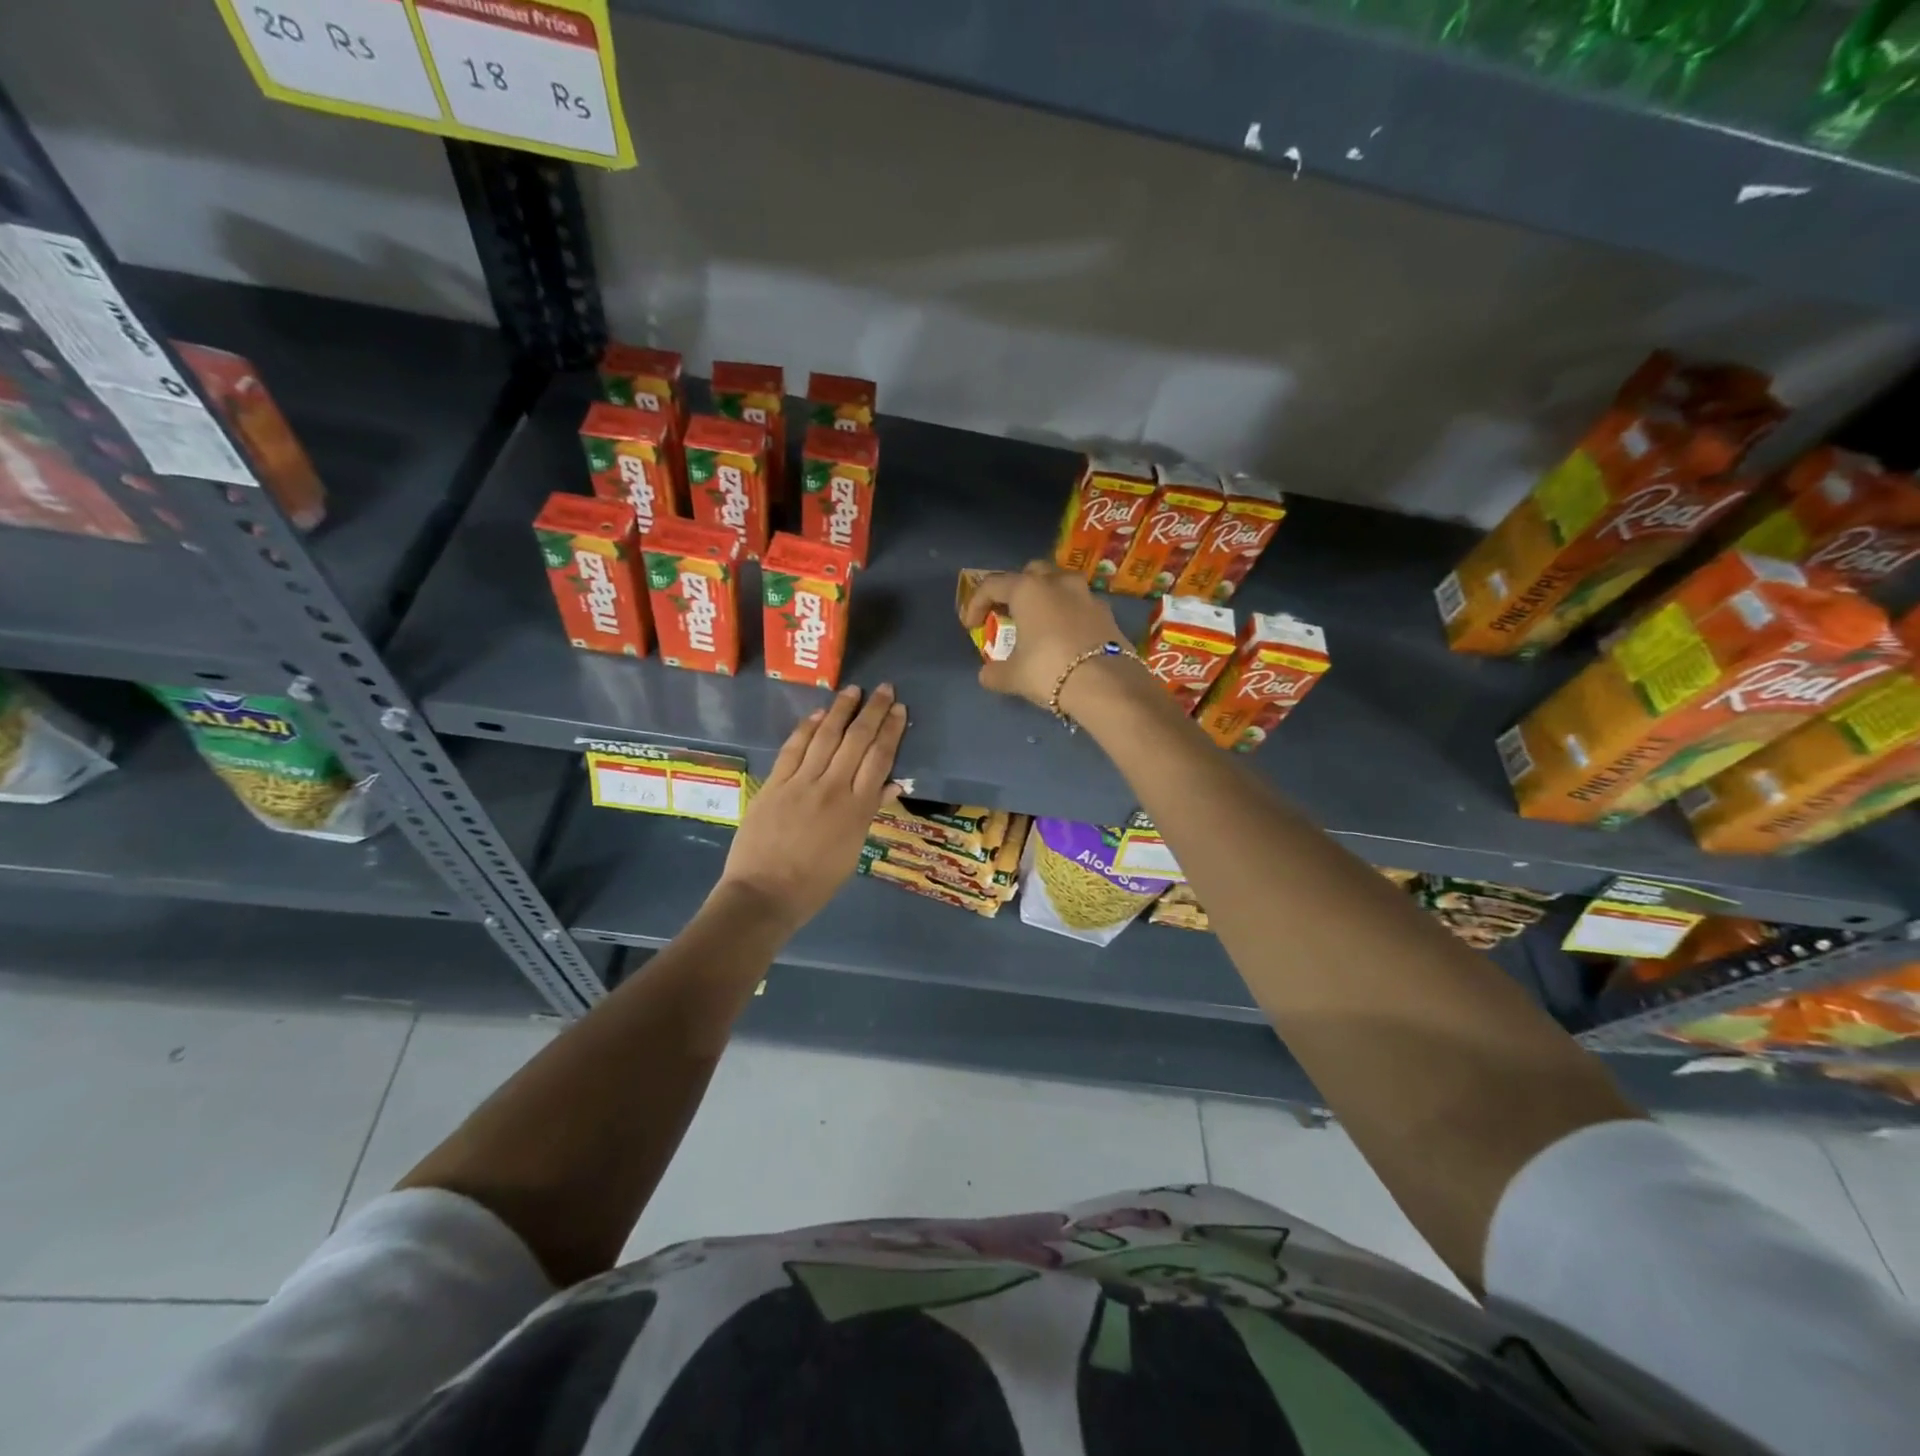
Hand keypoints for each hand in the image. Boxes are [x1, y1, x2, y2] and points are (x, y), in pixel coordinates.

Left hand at [715, 683, 906, 931]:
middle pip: (857, 740)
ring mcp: (801, 783)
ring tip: (853, 690)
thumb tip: (892, 784)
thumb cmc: (814, 883)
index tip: (899, 709)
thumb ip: (869, 812)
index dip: (891, 731)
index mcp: (857, 809)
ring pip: (826, 737)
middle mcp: (833, 789)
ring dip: (841, 710)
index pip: (880, 759)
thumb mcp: (852, 851)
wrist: (764, 894)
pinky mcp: (774, 784)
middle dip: (873, 711)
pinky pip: (793, 749)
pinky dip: (807, 728)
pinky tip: (818, 713)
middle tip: (884, 688)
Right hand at [960, 561, 1134, 711]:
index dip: (975, 604)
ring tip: (1039, 623)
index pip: (992, 585)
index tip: (970, 626)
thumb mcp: (1013, 677)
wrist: (1106, 685)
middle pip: (1030, 573)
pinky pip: (1080, 605)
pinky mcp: (1107, 613)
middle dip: (1016, 589)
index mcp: (1028, 589)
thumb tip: (987, 675)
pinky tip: (1065, 637)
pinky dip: (1068, 614)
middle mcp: (1058, 582)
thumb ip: (994, 673)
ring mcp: (1087, 595)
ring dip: (1046, 598)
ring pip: (1060, 584)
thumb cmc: (1049, 671)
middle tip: (1009, 613)